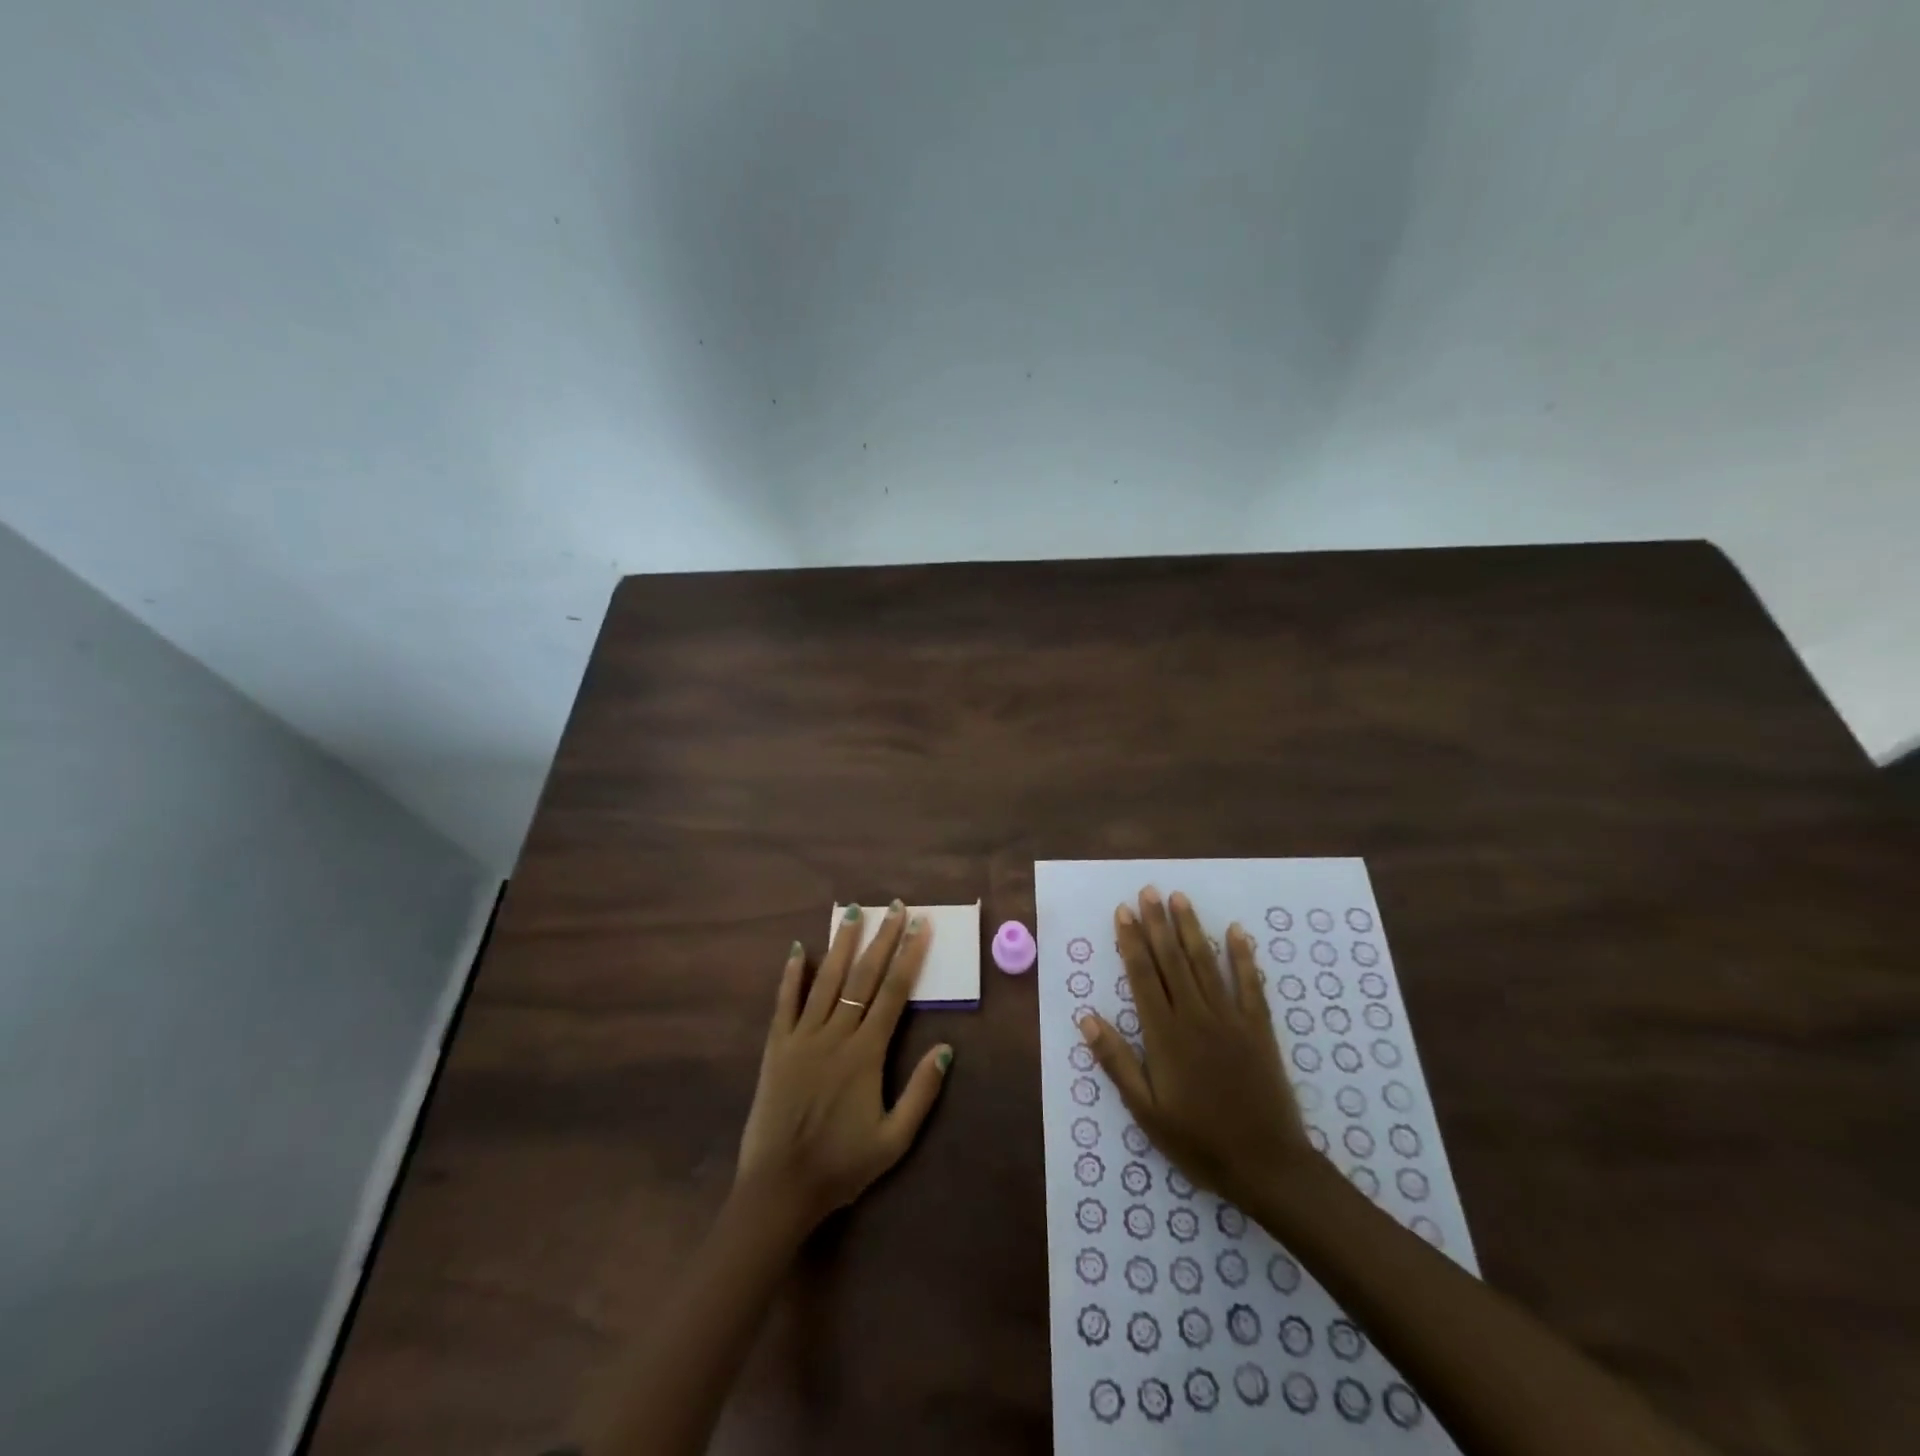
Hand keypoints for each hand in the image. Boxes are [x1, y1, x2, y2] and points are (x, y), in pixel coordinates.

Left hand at [735, 901, 952, 1229]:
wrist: (779, 1188)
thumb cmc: (841, 1166)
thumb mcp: (894, 1140)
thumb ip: (921, 1093)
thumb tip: (946, 1048)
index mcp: (866, 1053)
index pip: (895, 993)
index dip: (909, 956)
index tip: (921, 926)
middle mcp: (836, 1035)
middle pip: (864, 977)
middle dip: (882, 939)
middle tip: (894, 906)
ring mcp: (802, 1037)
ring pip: (827, 980)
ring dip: (843, 944)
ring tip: (853, 912)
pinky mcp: (776, 1047)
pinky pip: (785, 1003)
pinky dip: (792, 975)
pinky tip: (799, 949)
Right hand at [1080, 887, 1311, 1206]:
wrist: (1266, 1165)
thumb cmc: (1198, 1141)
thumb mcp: (1146, 1110)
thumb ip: (1116, 1061)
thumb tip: (1087, 1018)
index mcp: (1165, 1034)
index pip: (1143, 976)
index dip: (1131, 941)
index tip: (1123, 912)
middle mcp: (1195, 1016)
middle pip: (1172, 960)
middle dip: (1158, 923)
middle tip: (1148, 891)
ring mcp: (1230, 1019)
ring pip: (1205, 963)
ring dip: (1191, 929)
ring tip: (1179, 898)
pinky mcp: (1258, 1028)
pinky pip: (1249, 984)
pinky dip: (1243, 956)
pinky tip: (1237, 931)